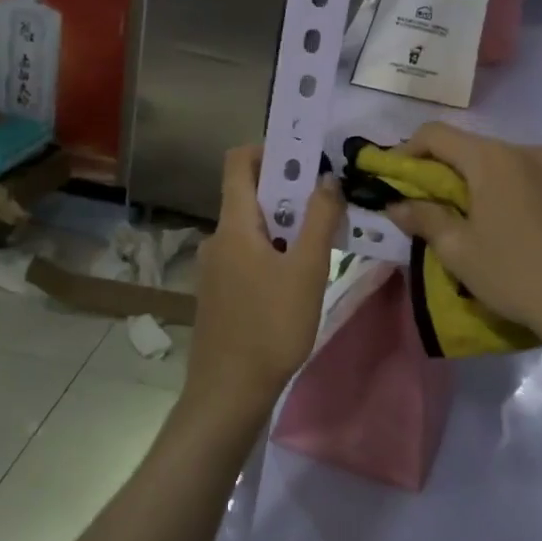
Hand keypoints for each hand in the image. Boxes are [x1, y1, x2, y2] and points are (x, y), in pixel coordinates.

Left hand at [186, 146, 344, 426]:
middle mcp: (217, 237)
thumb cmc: (271, 326)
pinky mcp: (218, 291)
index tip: (306, 158)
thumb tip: (327, 178)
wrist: (229, 391)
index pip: (238, 162)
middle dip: (289, 192)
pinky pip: (247, 254)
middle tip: (327, 204)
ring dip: (285, 226)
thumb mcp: (308, 270)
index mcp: (234, 224)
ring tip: (321, 244)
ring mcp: (214, 266)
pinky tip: (297, 278)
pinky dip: (273, 252)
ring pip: (252, 228)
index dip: (270, 150)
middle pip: (250, 195)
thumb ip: (319, 220)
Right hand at [382, 123, 541, 351]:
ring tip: (488, 223)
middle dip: (450, 172)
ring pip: (511, 165)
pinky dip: (523, 193)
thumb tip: (396, 204)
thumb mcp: (459, 252)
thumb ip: (424, 219)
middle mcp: (528, 151)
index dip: (408, 150)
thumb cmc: (516, 276)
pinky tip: (527, 229)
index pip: (437, 134)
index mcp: (492, 160)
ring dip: (489, 183)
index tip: (397, 177)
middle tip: (439, 207)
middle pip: (476, 149)